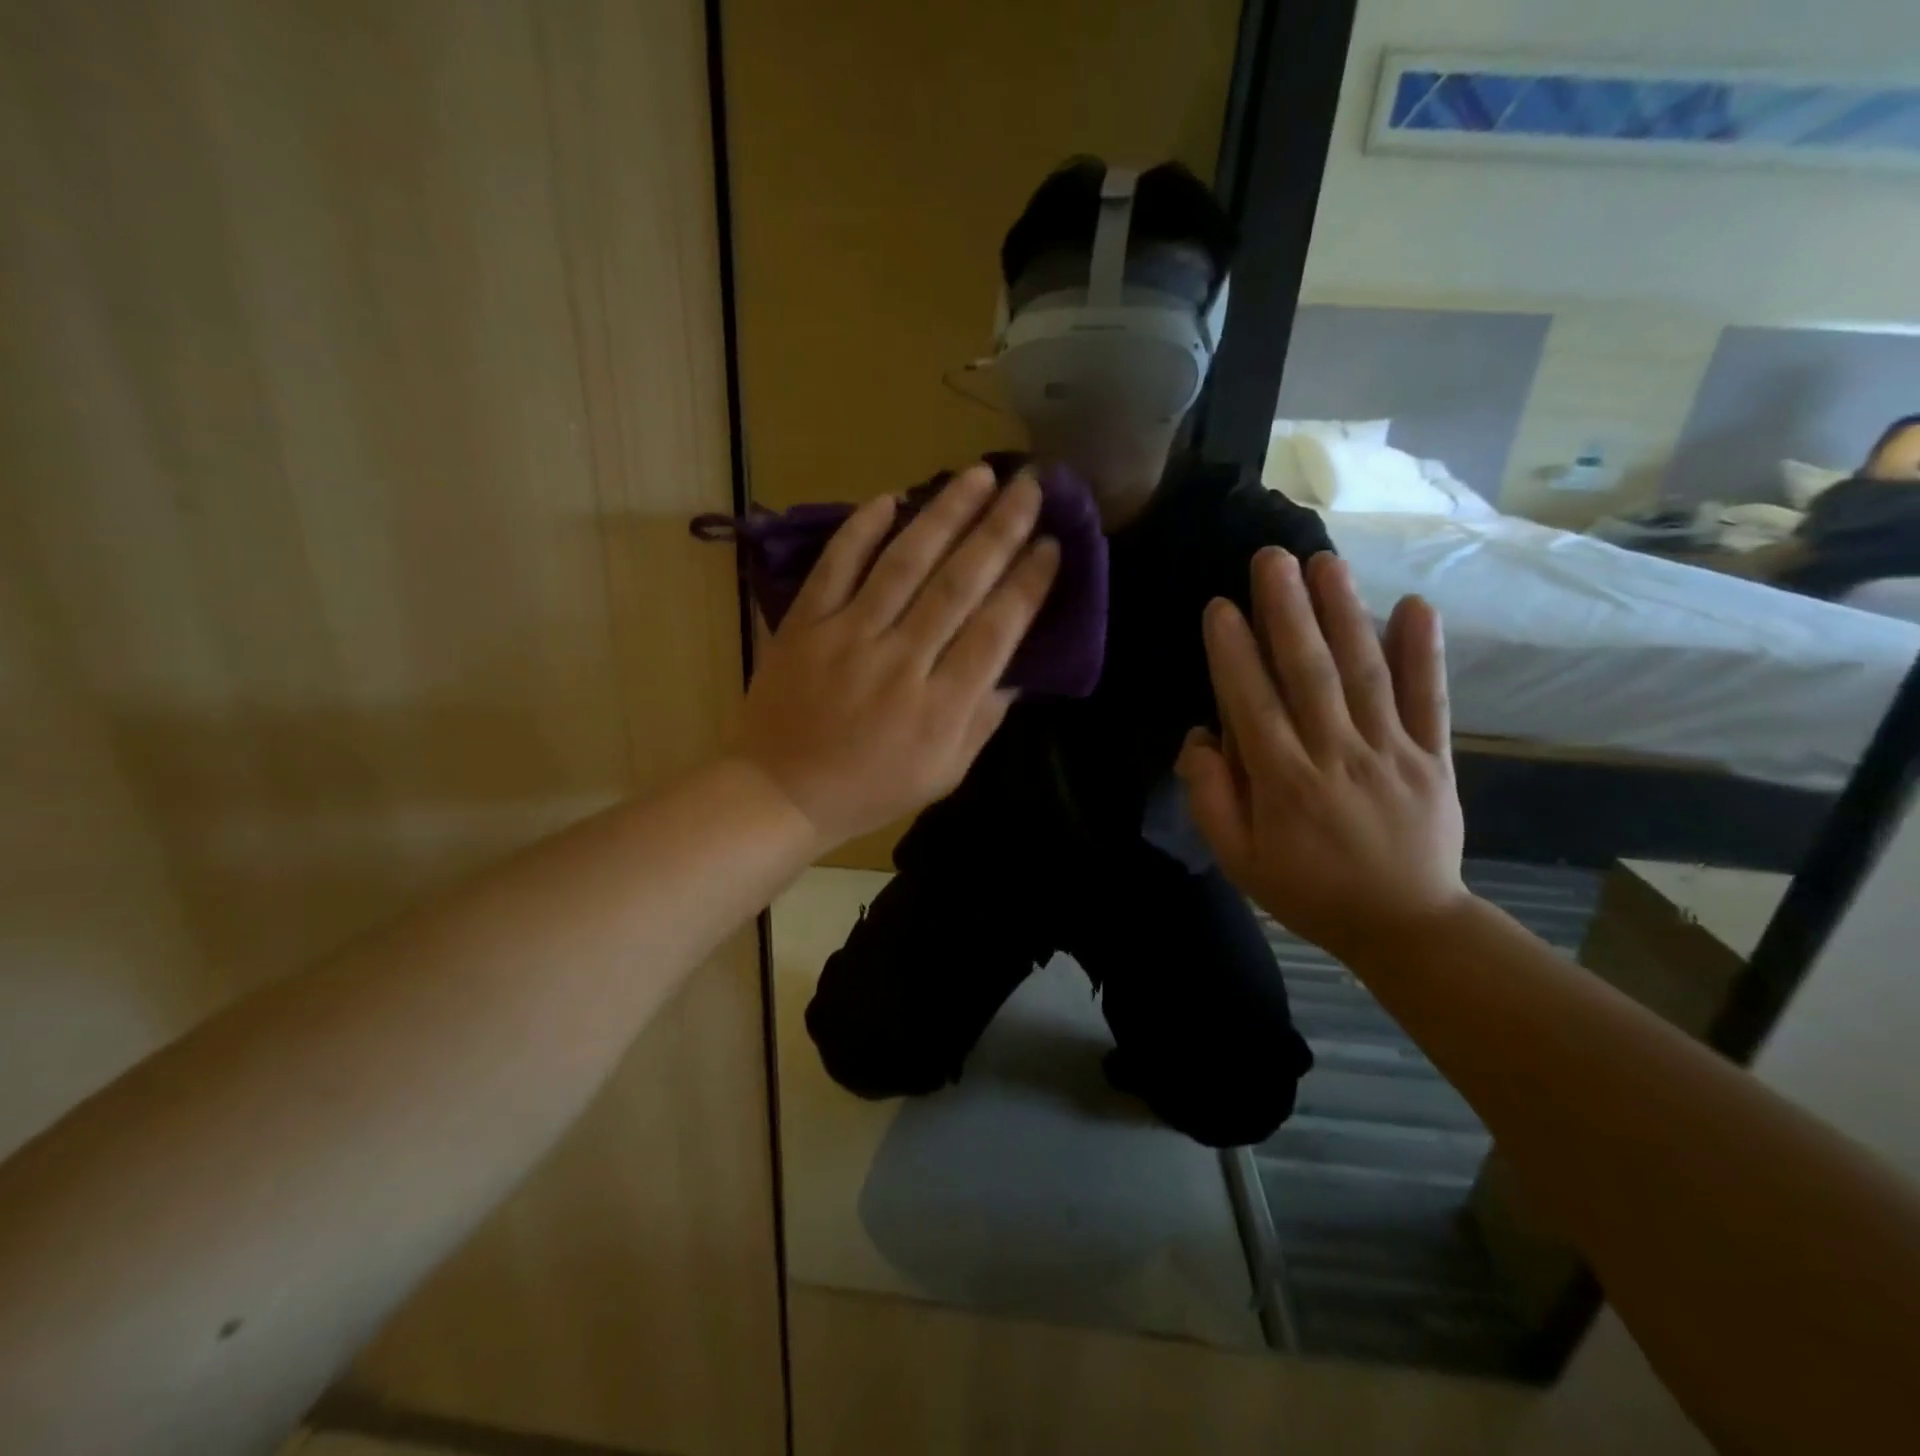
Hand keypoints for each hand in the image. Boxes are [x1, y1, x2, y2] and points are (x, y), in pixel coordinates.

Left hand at [737, 465, 1060, 848]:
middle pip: (959, 584)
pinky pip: (836, 566)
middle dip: (1000, 530)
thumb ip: (984, 719)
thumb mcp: (945, 773)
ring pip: (904, 563)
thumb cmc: (872, 789)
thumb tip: (1017, 668)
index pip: (997, 630)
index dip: (1028, 583)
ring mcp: (848, 637)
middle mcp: (901, 662)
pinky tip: (891, 498)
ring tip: (978, 476)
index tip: (1052, 543)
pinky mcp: (805, 624)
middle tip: (1029, 486)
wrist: (781, 792)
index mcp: (941, 706)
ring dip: (945, 514)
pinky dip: (861, 530)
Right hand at [1176, 548, 1468, 957]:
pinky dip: (1424, 653)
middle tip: (1272, 557)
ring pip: (1364, 673)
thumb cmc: (1307, 889)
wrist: (1405, 925)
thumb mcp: (1238, 858)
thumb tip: (1201, 736)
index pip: (1252, 704)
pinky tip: (1415, 606)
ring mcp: (1390, 752)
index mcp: (1283, 783)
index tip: (1220, 605)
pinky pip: (1428, 699)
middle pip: (1309, 673)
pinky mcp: (1433, 756)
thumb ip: (1212, 796)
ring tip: (1325, 563)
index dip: (1233, 652)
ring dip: (1344, 613)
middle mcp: (1335, 755)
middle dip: (1287, 610)